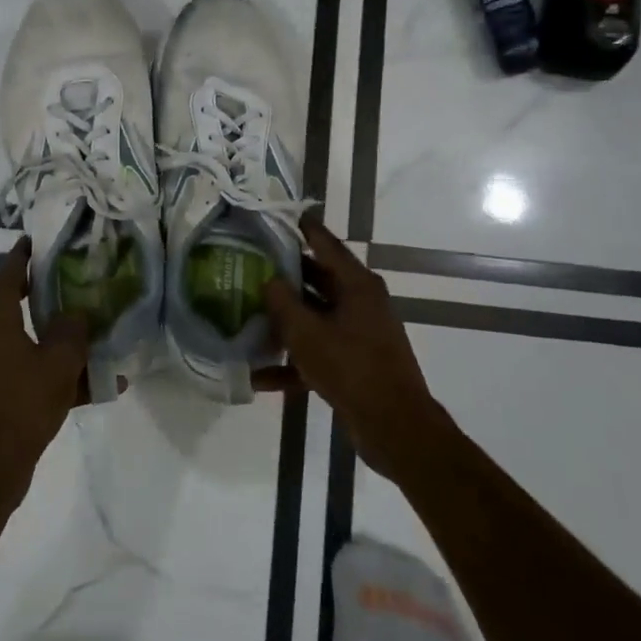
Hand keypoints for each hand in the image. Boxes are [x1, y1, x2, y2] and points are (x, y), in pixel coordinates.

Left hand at [0, 237, 91, 498]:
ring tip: (94, 340)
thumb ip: (72, 331)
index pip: (8, 278)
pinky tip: (94, 389)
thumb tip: (76, 314)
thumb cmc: (24, 402)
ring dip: (58, 343)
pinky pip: (30, 376)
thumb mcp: (59, 362)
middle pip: (16, 309)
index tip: (34, 241)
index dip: (21, 258)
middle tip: (72, 284)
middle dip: (45, 298)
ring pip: (28, 345)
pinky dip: (56, 376)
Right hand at [258, 219, 451, 487]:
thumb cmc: (351, 367)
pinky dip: (294, 360)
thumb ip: (283, 302)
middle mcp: (361, 303)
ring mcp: (359, 334)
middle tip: (251, 265)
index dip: (305, 229)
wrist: (393, 425)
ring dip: (286, 321)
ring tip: (248, 315)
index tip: (283, 215)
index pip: (326, 245)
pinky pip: (318, 351)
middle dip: (285, 276)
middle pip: (318, 280)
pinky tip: (260, 375)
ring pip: (315, 317)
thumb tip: (269, 279)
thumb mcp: (307, 332)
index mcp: (357, 285)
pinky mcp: (354, 363)